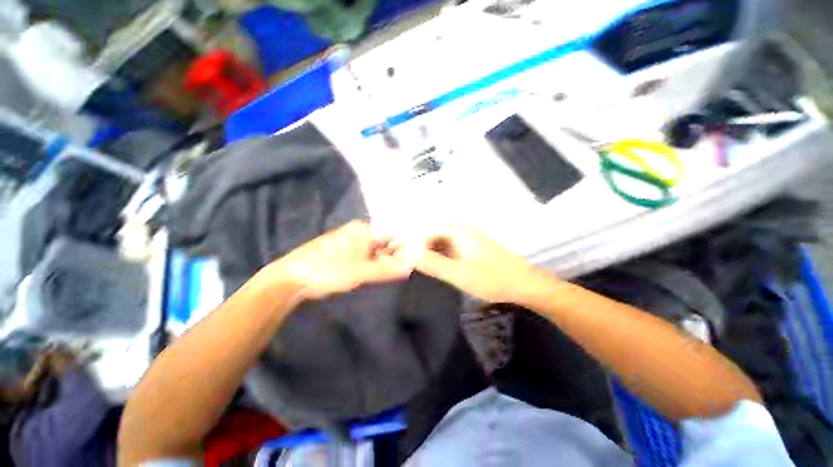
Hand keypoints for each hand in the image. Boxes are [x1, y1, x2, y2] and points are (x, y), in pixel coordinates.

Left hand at [272, 220, 414, 299]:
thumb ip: (388, 269)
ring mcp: (349, 241)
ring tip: (388, 274)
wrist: (291, 278)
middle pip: (384, 241)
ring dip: (382, 260)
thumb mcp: (361, 271)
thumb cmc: (328, 270)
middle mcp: (358, 231)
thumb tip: (411, 266)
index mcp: (364, 229)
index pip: (392, 234)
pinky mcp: (343, 251)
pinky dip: (371, 263)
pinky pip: (364, 254)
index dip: (403, 247)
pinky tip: (372, 272)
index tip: (412, 261)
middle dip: (393, 255)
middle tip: (400, 271)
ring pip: (374, 249)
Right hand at [410, 225, 535, 303]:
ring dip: (424, 253)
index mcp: (455, 230)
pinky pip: (444, 248)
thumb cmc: (492, 278)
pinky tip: (432, 268)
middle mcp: (457, 229)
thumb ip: (432, 263)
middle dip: (414, 248)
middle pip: (427, 235)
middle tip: (403, 265)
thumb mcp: (458, 273)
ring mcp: (462, 238)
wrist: (522, 283)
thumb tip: (406, 254)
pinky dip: (436, 257)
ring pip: (435, 242)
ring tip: (413, 267)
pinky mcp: (466, 247)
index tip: (396, 258)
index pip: (421, 230)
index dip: (407, 243)